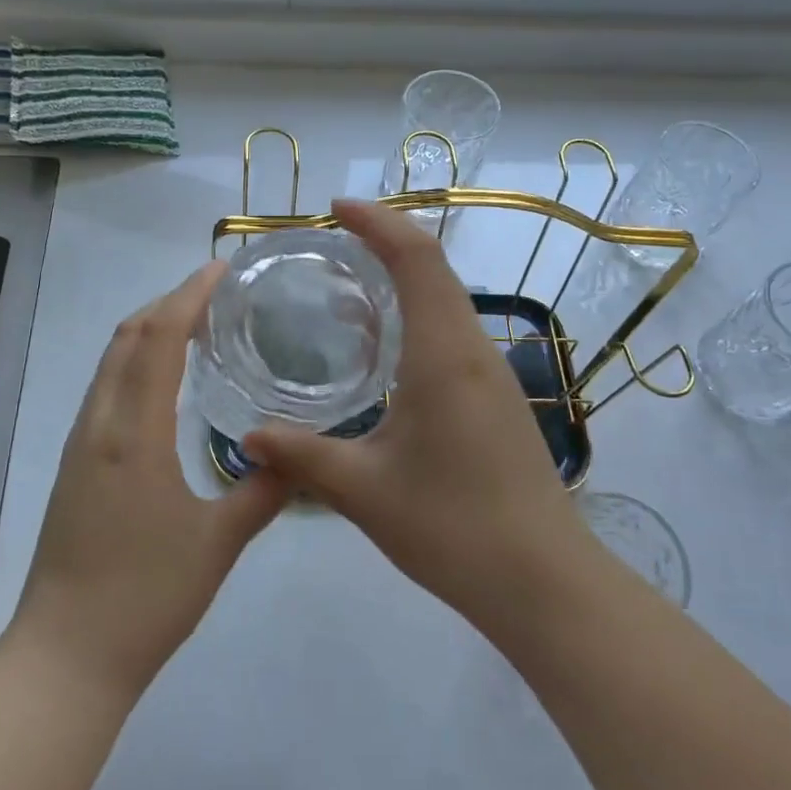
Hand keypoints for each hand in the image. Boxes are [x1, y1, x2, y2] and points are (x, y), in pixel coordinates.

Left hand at [12, 264, 287, 696]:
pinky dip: (135, 362)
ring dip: (149, 330)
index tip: (221, 269)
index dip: (188, 295)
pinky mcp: (75, 465)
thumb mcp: (218, 544)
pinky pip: (105, 389)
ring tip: (196, 325)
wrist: (66, 656)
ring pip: (111, 362)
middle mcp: (99, 424)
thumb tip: (296, 454)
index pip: (158, 339)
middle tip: (217, 293)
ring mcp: (81, 444)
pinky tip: (164, 382)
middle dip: (169, 302)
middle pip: (127, 337)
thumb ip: (262, 491)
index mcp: (133, 433)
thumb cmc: (145, 598)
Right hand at [244, 199, 588, 635]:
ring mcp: (492, 374)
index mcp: (443, 354)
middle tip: (332, 241)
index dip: (378, 221)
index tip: (335, 208)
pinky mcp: (497, 400)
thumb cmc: (453, 526)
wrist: (543, 581)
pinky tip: (384, 351)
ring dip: (405, 277)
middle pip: (435, 267)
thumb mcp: (364, 491)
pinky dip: (417, 315)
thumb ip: (302, 457)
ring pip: (448, 300)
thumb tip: (247, 438)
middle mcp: (473, 349)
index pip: (416, 258)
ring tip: (349, 287)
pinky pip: (453, 333)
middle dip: (387, 239)